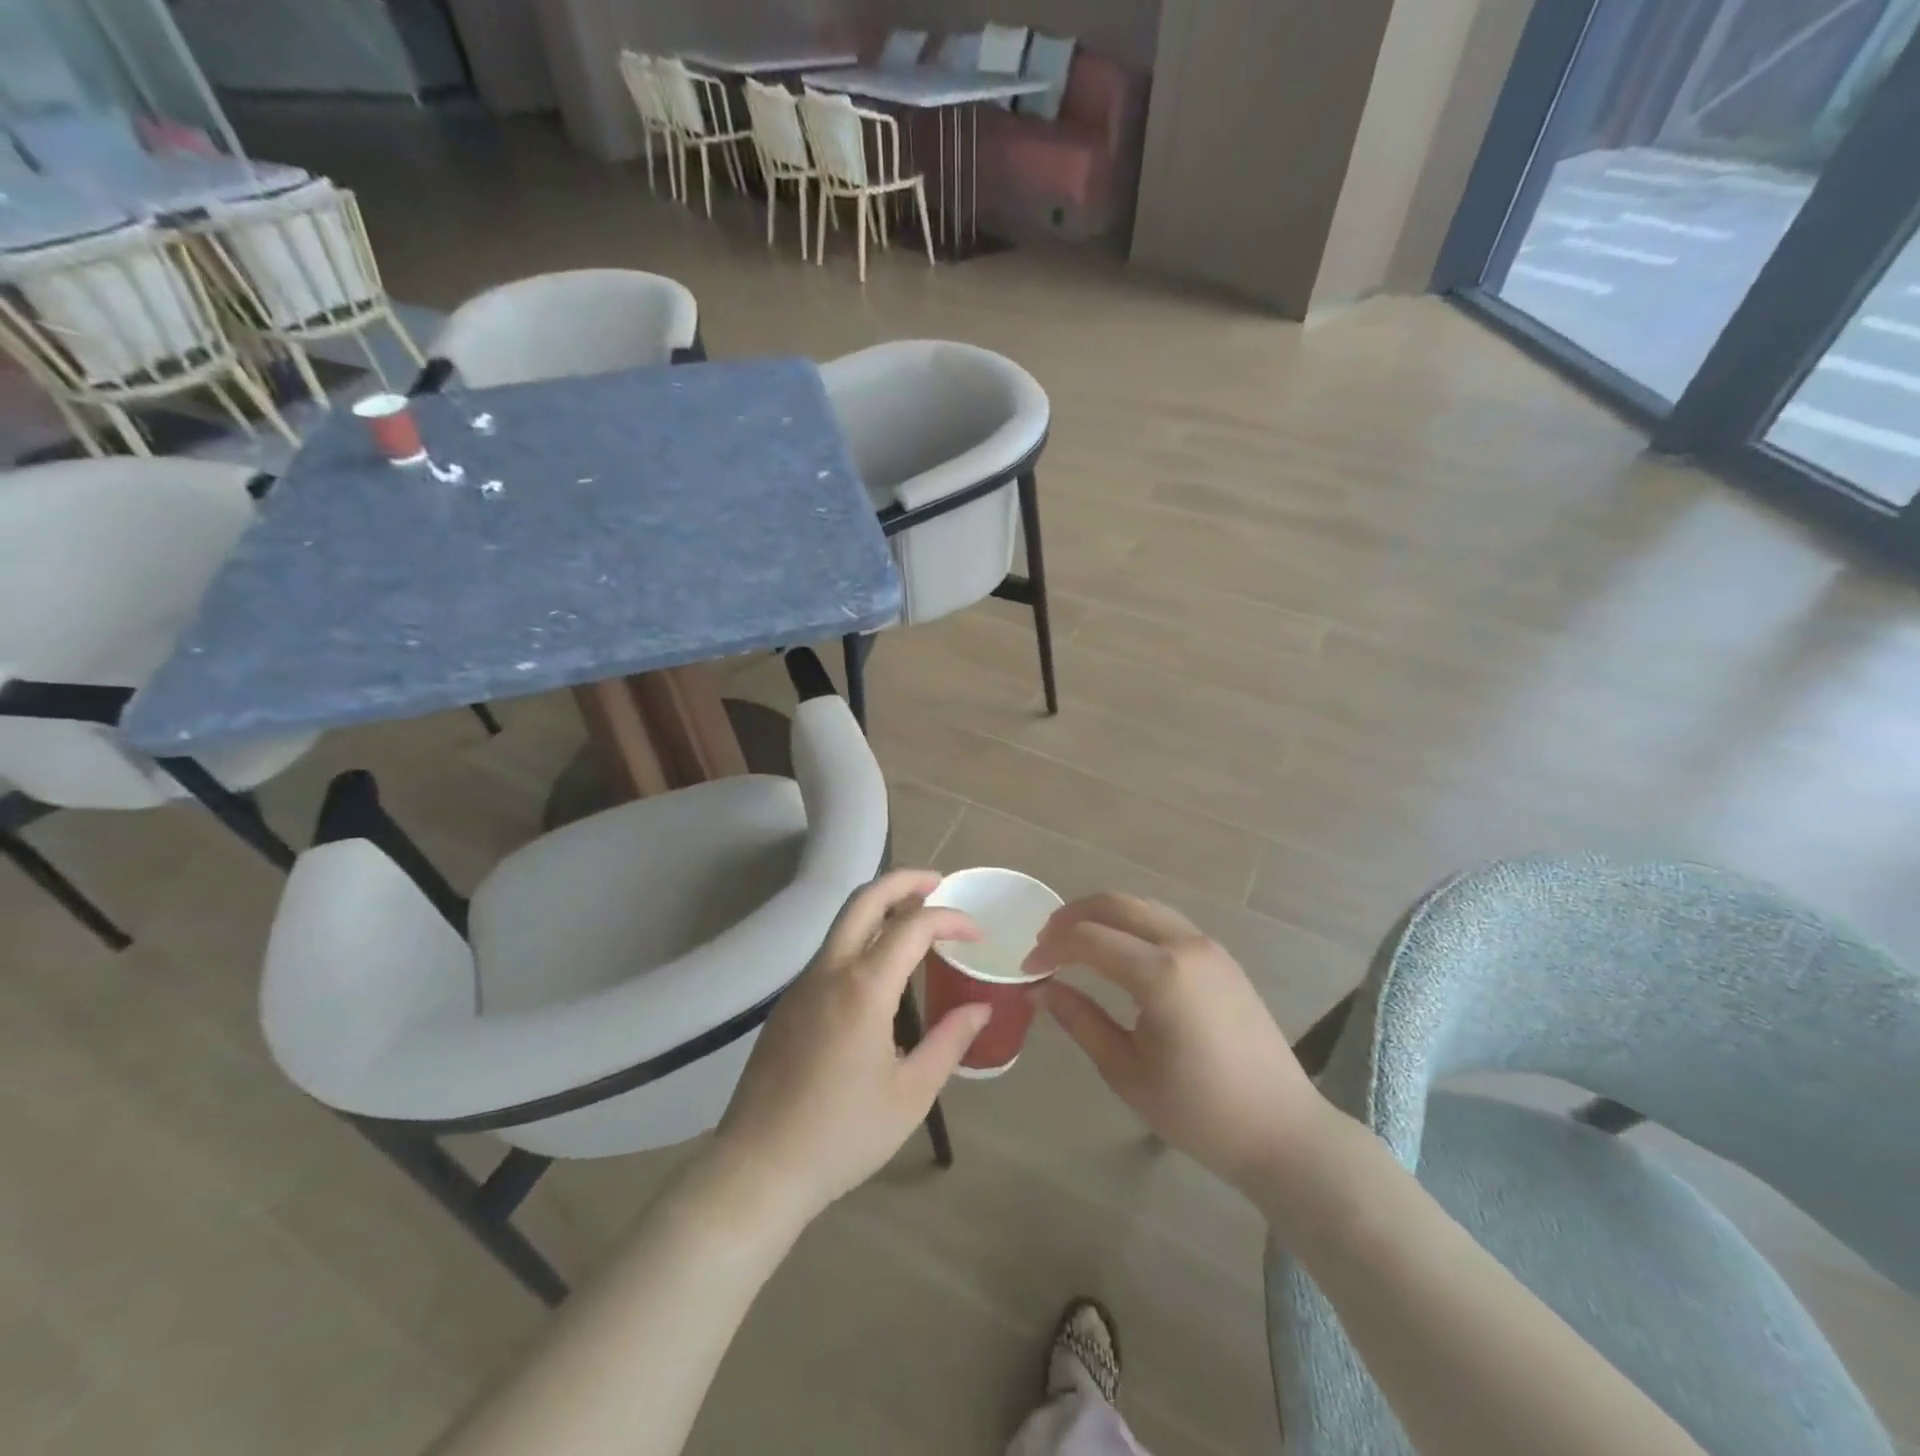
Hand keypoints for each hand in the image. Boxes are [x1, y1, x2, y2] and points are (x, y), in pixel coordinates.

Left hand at [708, 870, 990, 1228]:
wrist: (758, 1168)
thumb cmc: (842, 1135)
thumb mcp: (910, 1095)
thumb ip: (950, 1043)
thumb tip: (980, 1007)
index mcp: (863, 988)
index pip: (913, 926)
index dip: (951, 919)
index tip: (977, 933)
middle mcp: (829, 971)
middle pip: (865, 899)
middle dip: (904, 881)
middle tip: (938, 883)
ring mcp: (801, 985)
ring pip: (843, 922)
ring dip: (880, 907)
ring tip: (916, 921)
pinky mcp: (787, 1004)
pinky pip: (830, 953)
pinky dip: (861, 938)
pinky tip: (881, 971)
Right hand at [1030, 893, 1337, 1199]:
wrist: (1282, 1131)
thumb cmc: (1198, 1111)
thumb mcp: (1126, 1071)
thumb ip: (1079, 1021)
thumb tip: (1038, 990)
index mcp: (1160, 974)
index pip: (1088, 939)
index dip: (1051, 948)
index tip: (1028, 969)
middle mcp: (1185, 944)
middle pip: (1116, 904)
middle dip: (1073, 916)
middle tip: (1045, 943)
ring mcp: (1208, 946)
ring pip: (1143, 906)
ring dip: (1104, 915)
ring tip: (1075, 942)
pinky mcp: (1221, 957)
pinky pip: (1166, 921)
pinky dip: (1132, 923)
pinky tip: (1118, 951)